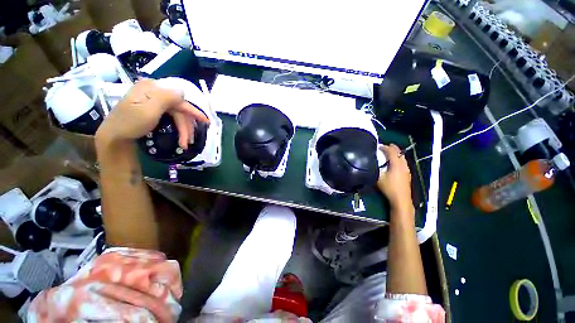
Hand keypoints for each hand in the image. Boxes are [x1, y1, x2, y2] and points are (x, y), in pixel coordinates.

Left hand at [95, 79, 209, 148]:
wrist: (115, 137)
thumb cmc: (130, 124)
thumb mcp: (148, 110)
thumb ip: (166, 97)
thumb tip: (183, 90)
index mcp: (152, 88)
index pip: (179, 99)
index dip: (194, 111)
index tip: (206, 122)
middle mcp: (154, 92)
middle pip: (179, 109)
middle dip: (186, 127)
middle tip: (189, 141)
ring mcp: (154, 101)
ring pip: (177, 115)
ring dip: (183, 130)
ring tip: (185, 144)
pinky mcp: (154, 109)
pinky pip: (172, 117)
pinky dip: (178, 128)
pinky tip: (180, 137)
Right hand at [377, 144, 413, 213]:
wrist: (401, 199)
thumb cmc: (389, 188)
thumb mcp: (378, 178)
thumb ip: (375, 169)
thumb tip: (370, 163)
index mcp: (396, 164)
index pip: (392, 152)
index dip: (385, 147)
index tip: (379, 146)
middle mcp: (403, 165)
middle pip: (399, 153)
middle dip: (393, 148)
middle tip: (386, 146)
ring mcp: (407, 170)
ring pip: (402, 158)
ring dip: (396, 154)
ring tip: (390, 153)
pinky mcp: (407, 174)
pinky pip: (404, 162)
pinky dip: (399, 159)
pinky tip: (395, 163)